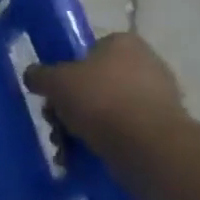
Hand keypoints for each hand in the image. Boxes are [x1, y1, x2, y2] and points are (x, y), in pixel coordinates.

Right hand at [25, 33, 185, 157]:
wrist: (148, 147)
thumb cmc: (99, 100)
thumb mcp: (53, 81)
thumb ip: (39, 75)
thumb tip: (34, 76)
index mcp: (124, 44)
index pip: (89, 49)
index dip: (67, 68)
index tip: (55, 88)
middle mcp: (148, 65)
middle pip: (96, 82)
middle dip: (73, 103)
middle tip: (55, 120)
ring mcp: (161, 98)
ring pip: (108, 109)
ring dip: (84, 126)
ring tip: (66, 145)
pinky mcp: (165, 130)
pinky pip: (125, 131)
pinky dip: (105, 141)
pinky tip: (85, 155)